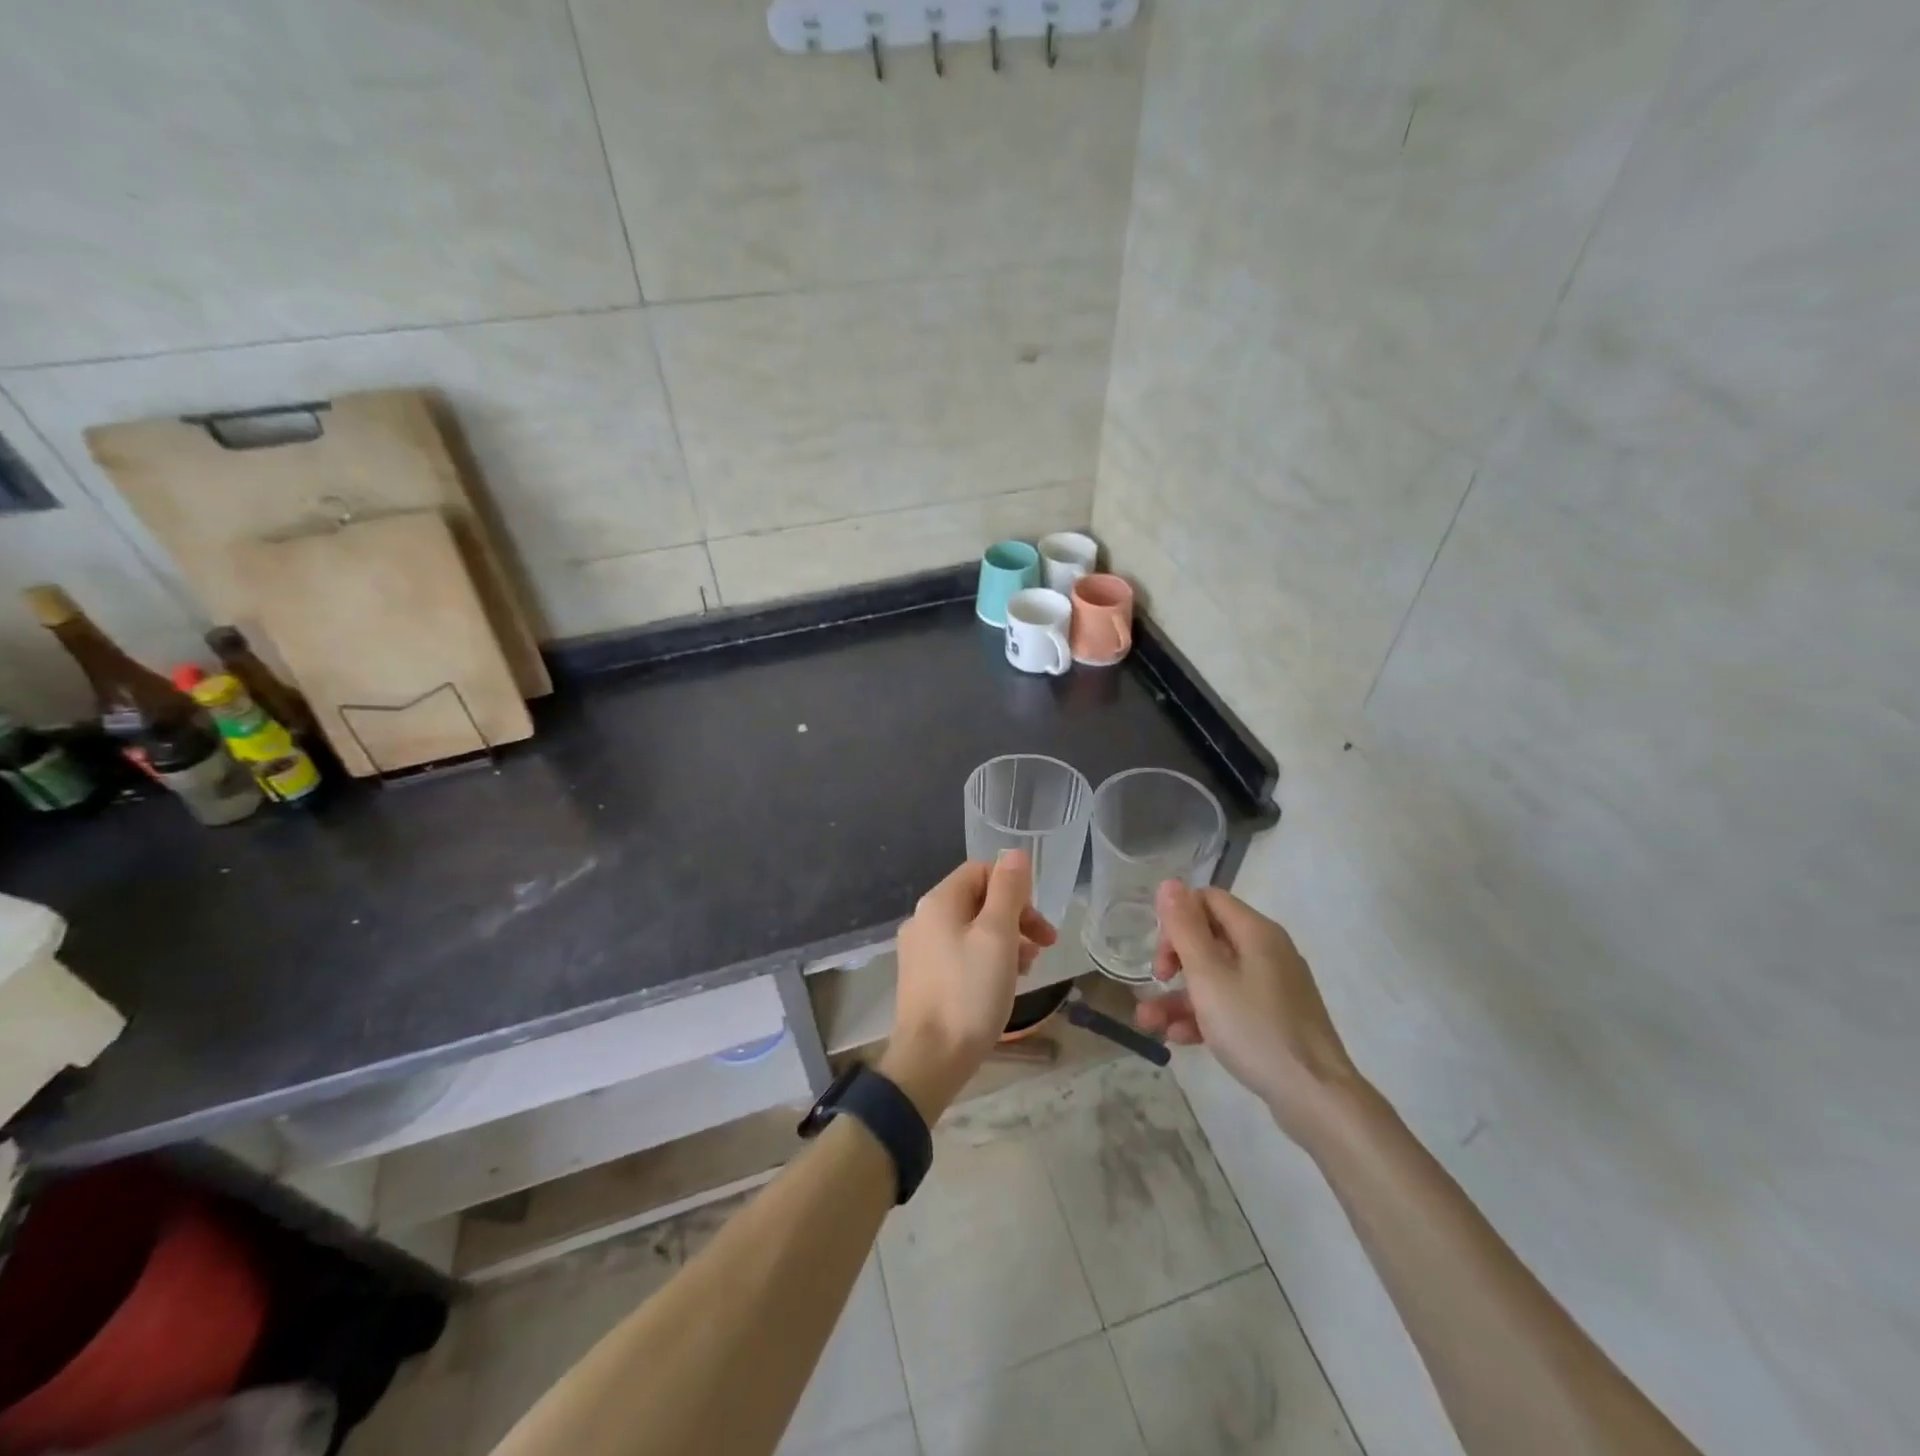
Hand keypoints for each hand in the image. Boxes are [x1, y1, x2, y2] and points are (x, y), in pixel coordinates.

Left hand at [883, 852, 1056, 1119]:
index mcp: (938, 902)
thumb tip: (1014, 853)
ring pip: (971, 929)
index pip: (981, 871)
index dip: (1014, 889)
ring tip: (1029, 967)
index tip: (1037, 921)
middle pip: (977, 900)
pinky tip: (1004, 982)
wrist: (931, 1059)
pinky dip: (986, 959)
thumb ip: (1008, 890)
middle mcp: (923, 919)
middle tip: (1045, 945)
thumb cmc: (969, 993)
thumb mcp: (997, 936)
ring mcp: (920, 950)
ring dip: (1005, 940)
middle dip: (1015, 917)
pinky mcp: (923, 978)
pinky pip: (961, 953)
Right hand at [1134, 881, 1364, 1146]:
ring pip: (1215, 977)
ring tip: (1149, 1023)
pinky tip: (1179, 1038)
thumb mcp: (1208, 977)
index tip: (1160, 952)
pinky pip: (1231, 1004)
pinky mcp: (1274, 1018)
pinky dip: (1204, 1016)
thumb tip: (1169, 883)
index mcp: (1256, 932)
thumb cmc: (1255, 1028)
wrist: (1315, 1098)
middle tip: (1156, 981)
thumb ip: (1184, 928)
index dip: (1177, 918)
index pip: (1207, 900)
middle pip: (1209, 938)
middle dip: (1174, 959)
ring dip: (1179, 995)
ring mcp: (1273, 987)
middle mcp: (1267, 951)